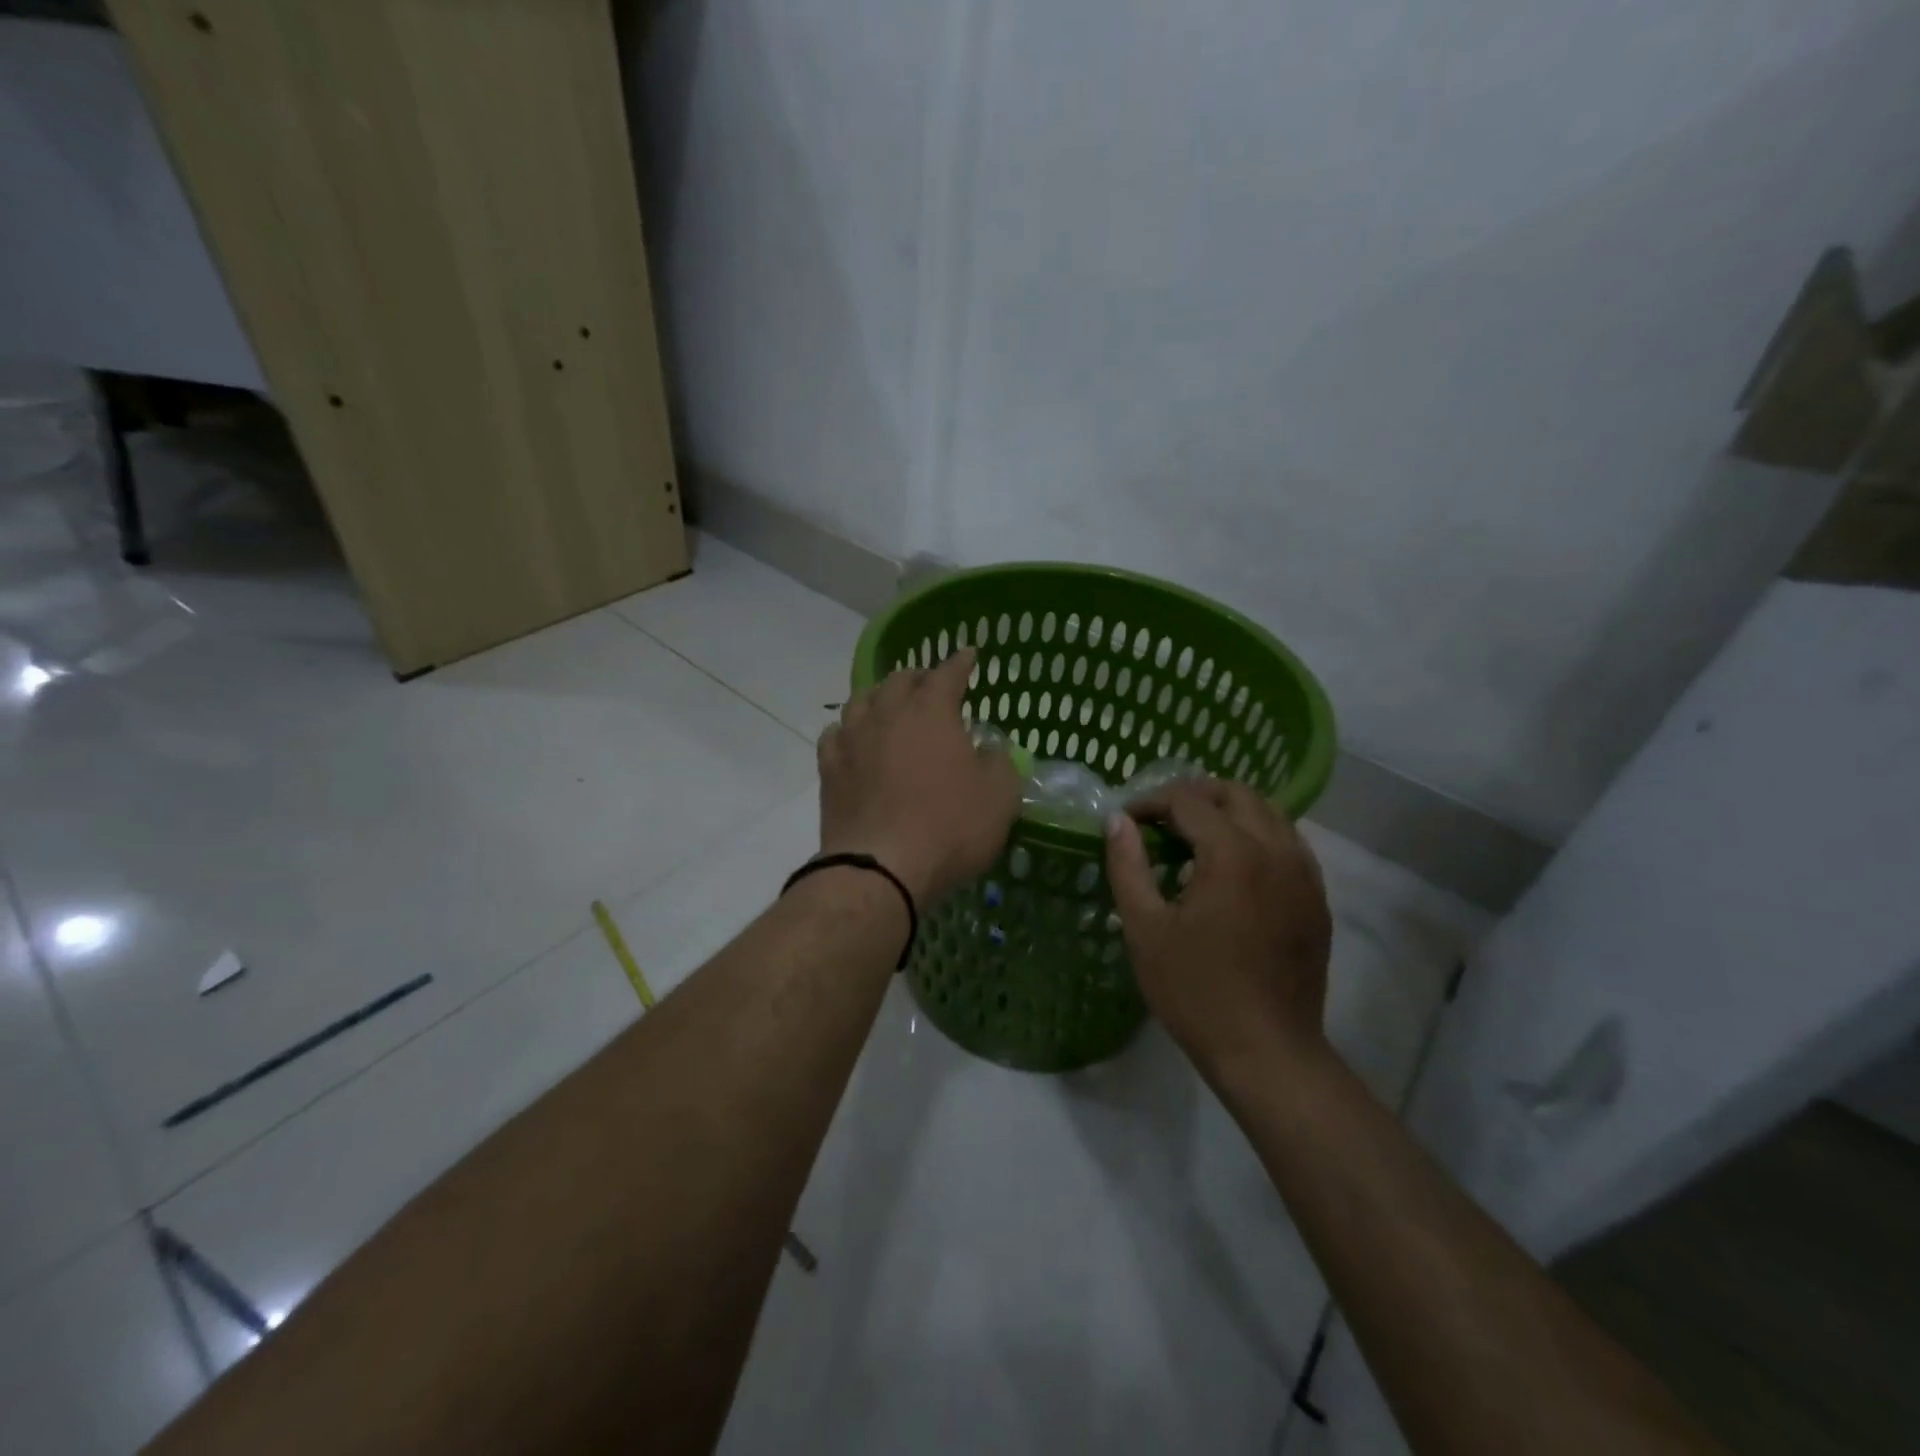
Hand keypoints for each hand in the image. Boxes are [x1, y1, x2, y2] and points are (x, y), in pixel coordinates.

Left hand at [816, 647, 1020, 903]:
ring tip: (890, 707)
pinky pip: (836, 733)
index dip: (961, 662)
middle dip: (919, 678)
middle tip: (931, 687)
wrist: (880, 868)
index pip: (948, 673)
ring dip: (880, 697)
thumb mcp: (999, 797)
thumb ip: (1000, 764)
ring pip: (862, 700)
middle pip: (899, 680)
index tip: (969, 655)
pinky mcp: (828, 769)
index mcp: (931, 711)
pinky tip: (853, 739)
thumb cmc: (949, 827)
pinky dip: (848, 730)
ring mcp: (852, 739)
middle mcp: (887, 714)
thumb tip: (988, 752)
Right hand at [1105, 779, 1332, 1076]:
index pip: (1188, 800)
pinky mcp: (1317, 898)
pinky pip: (1290, 843)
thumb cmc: (1195, 991)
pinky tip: (1235, 865)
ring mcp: (1304, 873)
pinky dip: (1258, 835)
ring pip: (1269, 812)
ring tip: (1196, 835)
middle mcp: (1275, 850)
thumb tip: (1117, 820)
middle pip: (1235, 793)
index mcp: (1231, 853)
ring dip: (1229, 811)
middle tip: (1161, 819)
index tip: (1128, 821)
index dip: (1151, 802)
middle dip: (1194, 795)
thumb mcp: (1145, 928)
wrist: (1267, 1052)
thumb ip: (1128, 866)